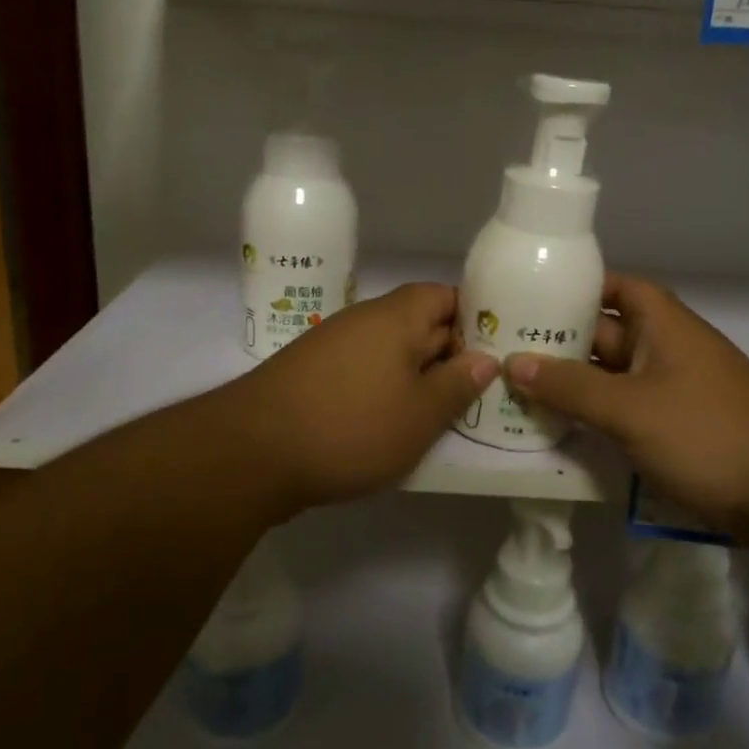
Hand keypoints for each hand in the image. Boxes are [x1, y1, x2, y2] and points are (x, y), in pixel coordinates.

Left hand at [222, 283, 497, 510]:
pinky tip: (393, 425)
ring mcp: (333, 346)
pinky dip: (384, 391)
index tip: (496, 353)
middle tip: (480, 391)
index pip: (446, 296)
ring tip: (442, 414)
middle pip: (419, 323)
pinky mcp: (312, 375)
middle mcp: (363, 320)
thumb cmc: (351, 427)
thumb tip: (484, 358)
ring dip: (416, 378)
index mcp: (395, 316)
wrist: (252, 452)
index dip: (474, 319)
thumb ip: (457, 384)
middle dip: (450, 354)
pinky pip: (363, 372)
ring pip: (391, 352)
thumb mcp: (420, 414)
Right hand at [503, 273, 748, 532]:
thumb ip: (570, 386)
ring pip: (612, 377)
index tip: (529, 299)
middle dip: (559, 343)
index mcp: (663, 324)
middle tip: (504, 352)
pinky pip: (626, 410)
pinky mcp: (679, 427)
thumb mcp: (629, 408)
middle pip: (606, 334)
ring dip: (573, 385)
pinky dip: (596, 415)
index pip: (615, 287)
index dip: (575, 288)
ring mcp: (675, 390)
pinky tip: (560, 431)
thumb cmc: (706, 434)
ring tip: (518, 392)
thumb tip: (512, 362)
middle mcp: (668, 349)